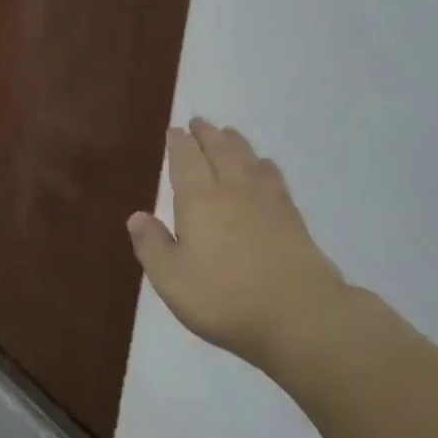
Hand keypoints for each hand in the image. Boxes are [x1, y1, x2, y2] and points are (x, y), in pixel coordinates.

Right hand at [127, 119, 354, 379]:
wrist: (300, 315)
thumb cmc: (224, 297)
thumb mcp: (171, 278)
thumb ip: (152, 245)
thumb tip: (137, 216)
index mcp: (199, 200)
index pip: (186, 160)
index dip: (179, 144)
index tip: (174, 131)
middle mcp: (233, 191)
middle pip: (220, 152)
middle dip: (207, 135)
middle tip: (200, 122)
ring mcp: (268, 203)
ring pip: (249, 160)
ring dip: (236, 143)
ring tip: (229, 134)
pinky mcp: (293, 219)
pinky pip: (274, 178)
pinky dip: (264, 165)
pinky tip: (265, 167)